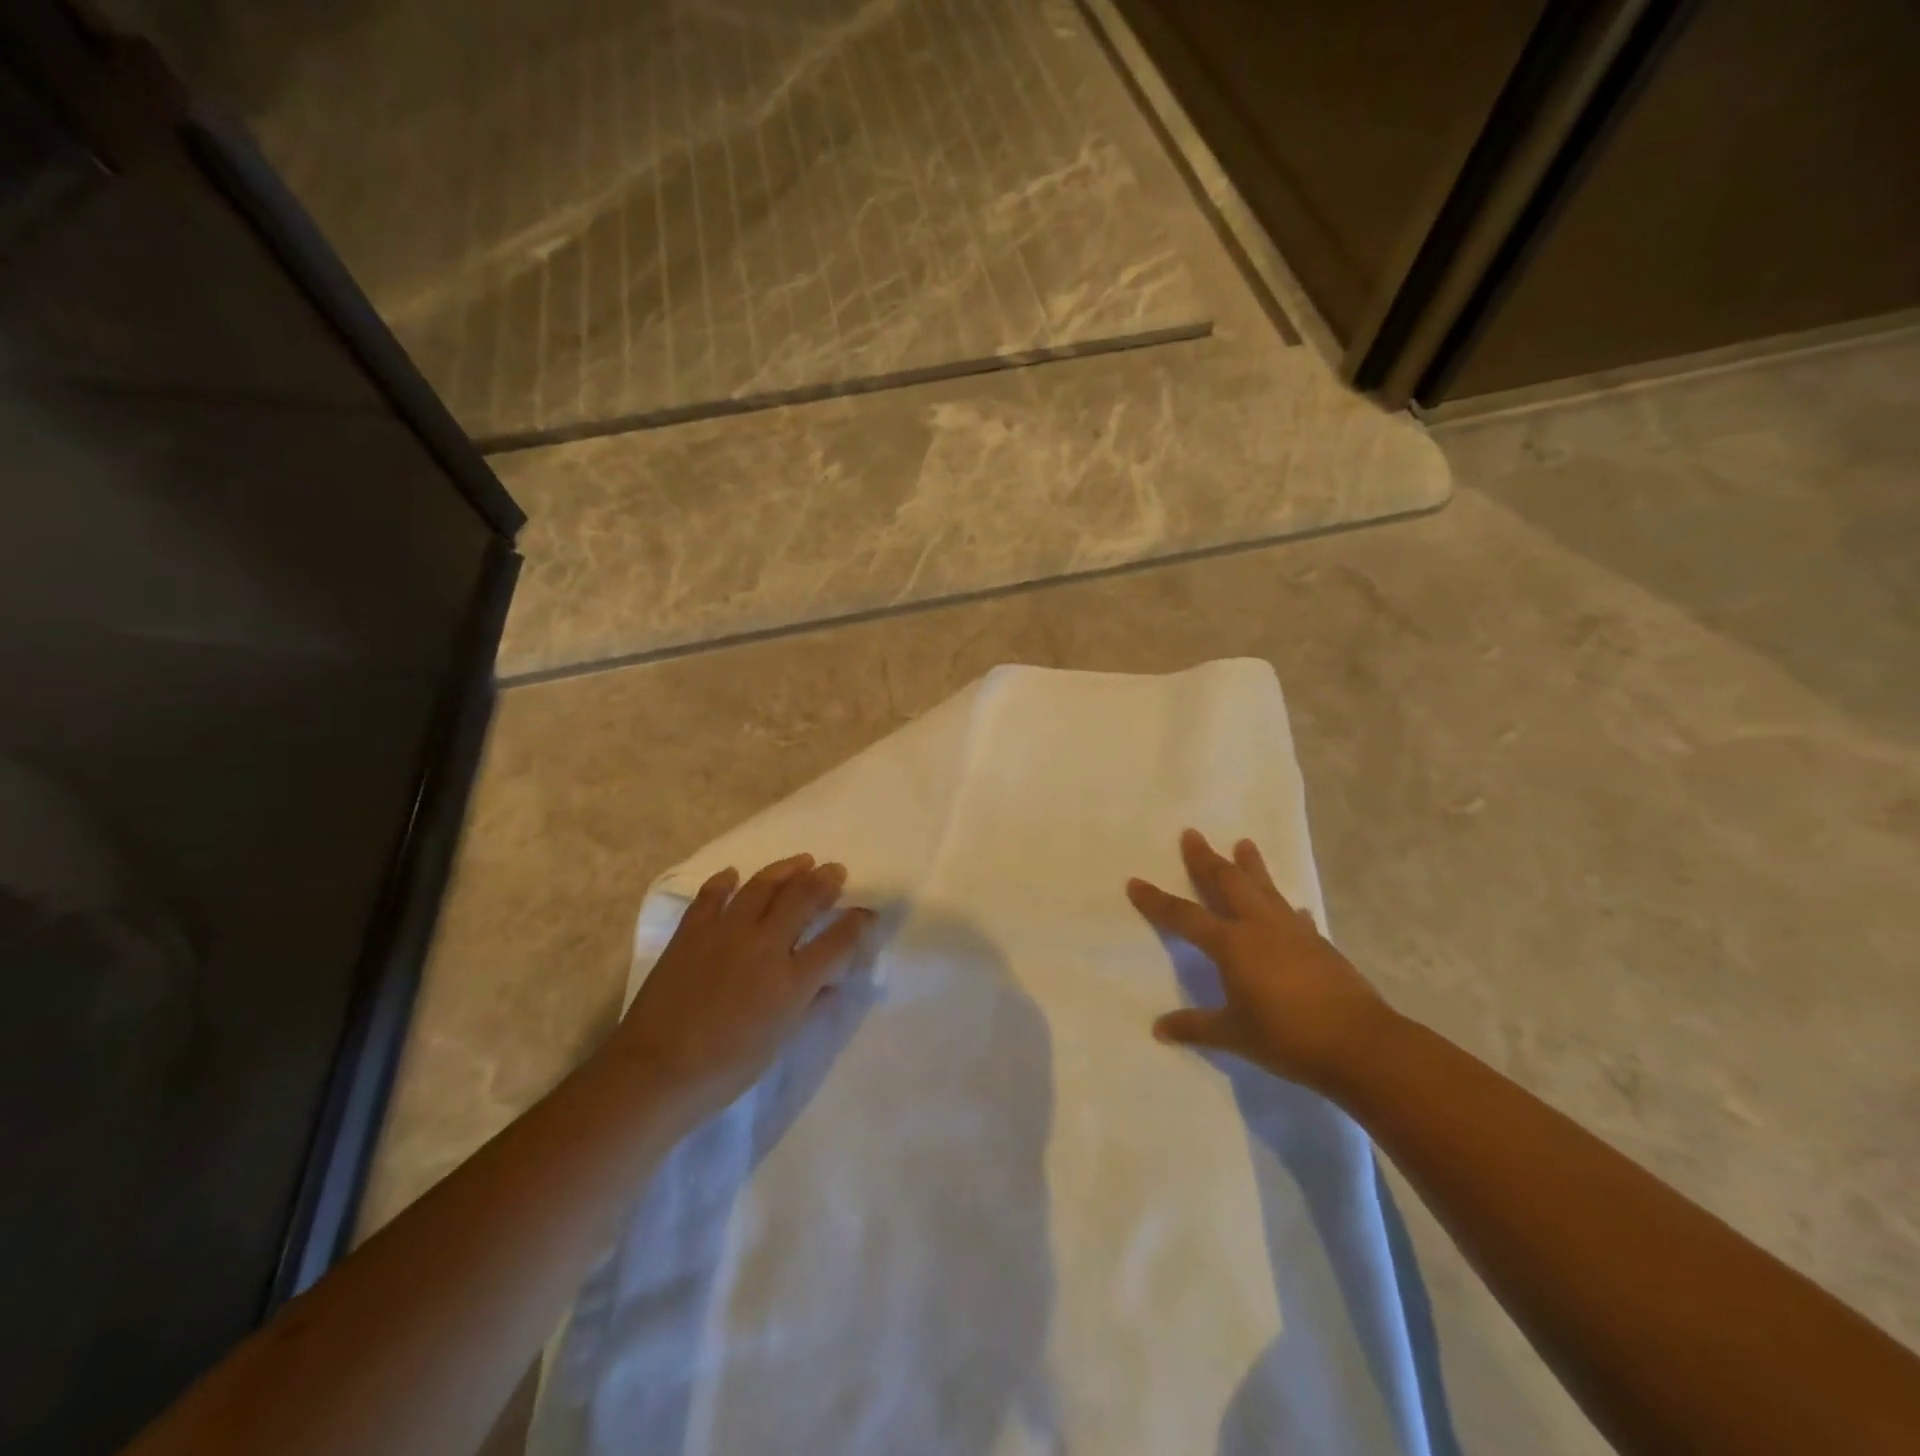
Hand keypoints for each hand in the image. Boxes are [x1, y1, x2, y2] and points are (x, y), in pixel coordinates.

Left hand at [609, 854, 871, 1120]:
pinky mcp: (692, 931)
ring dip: (786, 869)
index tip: (867, 913)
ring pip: (763, 886)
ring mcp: (726, 932)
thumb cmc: (725, 1068)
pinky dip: (725, 881)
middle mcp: (764, 945)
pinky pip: (712, 895)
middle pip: (803, 898)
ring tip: (802, 861)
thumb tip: (832, 983)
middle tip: (835, 870)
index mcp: (791, 980)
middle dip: (826, 881)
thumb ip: (810, 1006)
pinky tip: (734, 874)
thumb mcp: (779, 1042)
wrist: (655, 1071)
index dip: (858, 922)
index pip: (838, 940)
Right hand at [1127, 830, 1393, 1092]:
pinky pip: (1296, 916)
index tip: (1135, 882)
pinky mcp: (1320, 945)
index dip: (1157, 901)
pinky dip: (1287, 907)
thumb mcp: (1234, 1035)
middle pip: (1227, 883)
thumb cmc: (1287, 1038)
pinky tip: (1292, 907)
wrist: (1360, 1044)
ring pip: (1265, 889)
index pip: (1185, 916)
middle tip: (1192, 834)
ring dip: (1252, 866)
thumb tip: (1159, 1029)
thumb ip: (1196, 1027)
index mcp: (1232, 945)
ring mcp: (1293, 932)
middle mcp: (1259, 927)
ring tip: (1245, 843)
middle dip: (1206, 859)